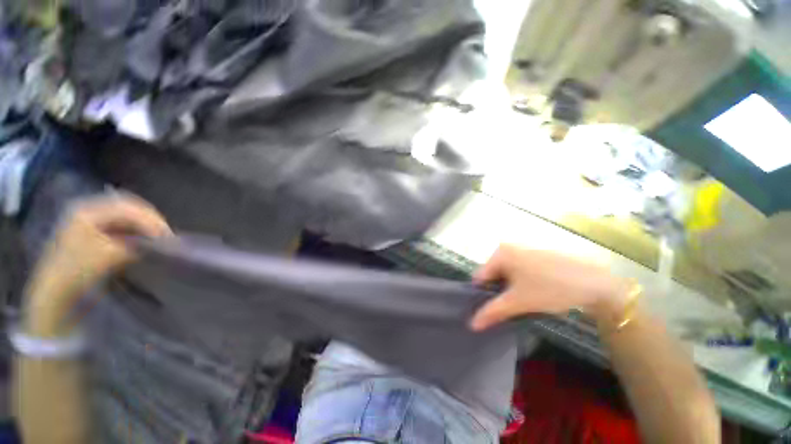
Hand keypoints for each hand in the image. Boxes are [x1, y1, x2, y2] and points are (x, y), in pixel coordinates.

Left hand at [27, 194, 171, 329]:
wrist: (55, 290)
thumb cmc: (77, 271)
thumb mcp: (107, 256)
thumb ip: (134, 244)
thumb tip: (158, 242)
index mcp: (87, 210)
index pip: (128, 208)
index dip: (150, 220)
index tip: (167, 236)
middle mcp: (88, 208)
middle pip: (128, 207)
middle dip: (150, 219)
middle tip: (166, 234)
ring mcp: (89, 218)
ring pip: (126, 214)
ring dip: (144, 224)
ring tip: (158, 236)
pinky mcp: (93, 229)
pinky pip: (121, 223)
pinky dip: (136, 228)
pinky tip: (144, 238)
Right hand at [469, 245, 629, 330]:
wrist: (597, 283)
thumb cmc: (551, 288)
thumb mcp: (519, 302)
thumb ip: (492, 312)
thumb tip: (472, 324)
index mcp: (499, 253)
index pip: (480, 277)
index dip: (485, 295)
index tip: (496, 309)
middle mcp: (508, 247)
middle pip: (493, 275)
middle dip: (500, 292)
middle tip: (512, 306)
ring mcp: (522, 249)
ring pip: (507, 274)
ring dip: (511, 288)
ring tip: (525, 300)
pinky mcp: (535, 255)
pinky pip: (519, 270)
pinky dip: (521, 282)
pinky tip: (535, 291)